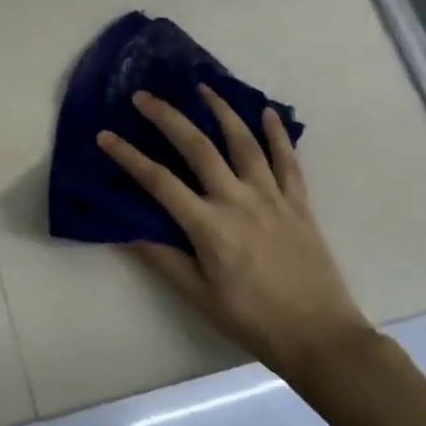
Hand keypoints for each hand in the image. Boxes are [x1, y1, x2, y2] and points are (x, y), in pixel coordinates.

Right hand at [97, 87, 371, 381]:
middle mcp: (238, 201)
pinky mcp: (299, 203)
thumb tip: (128, 230)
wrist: (321, 338)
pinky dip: (277, 133)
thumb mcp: (198, 295)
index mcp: (209, 226)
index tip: (104, 135)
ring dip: (221, 111)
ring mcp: (271, 198)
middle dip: (167, 117)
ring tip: (202, 87)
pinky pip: (288, 161)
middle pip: (198, 147)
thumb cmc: (252, 320)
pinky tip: (266, 112)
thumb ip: (163, 259)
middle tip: (144, 96)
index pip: (158, 181)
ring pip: (244, 142)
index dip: (128, 156)